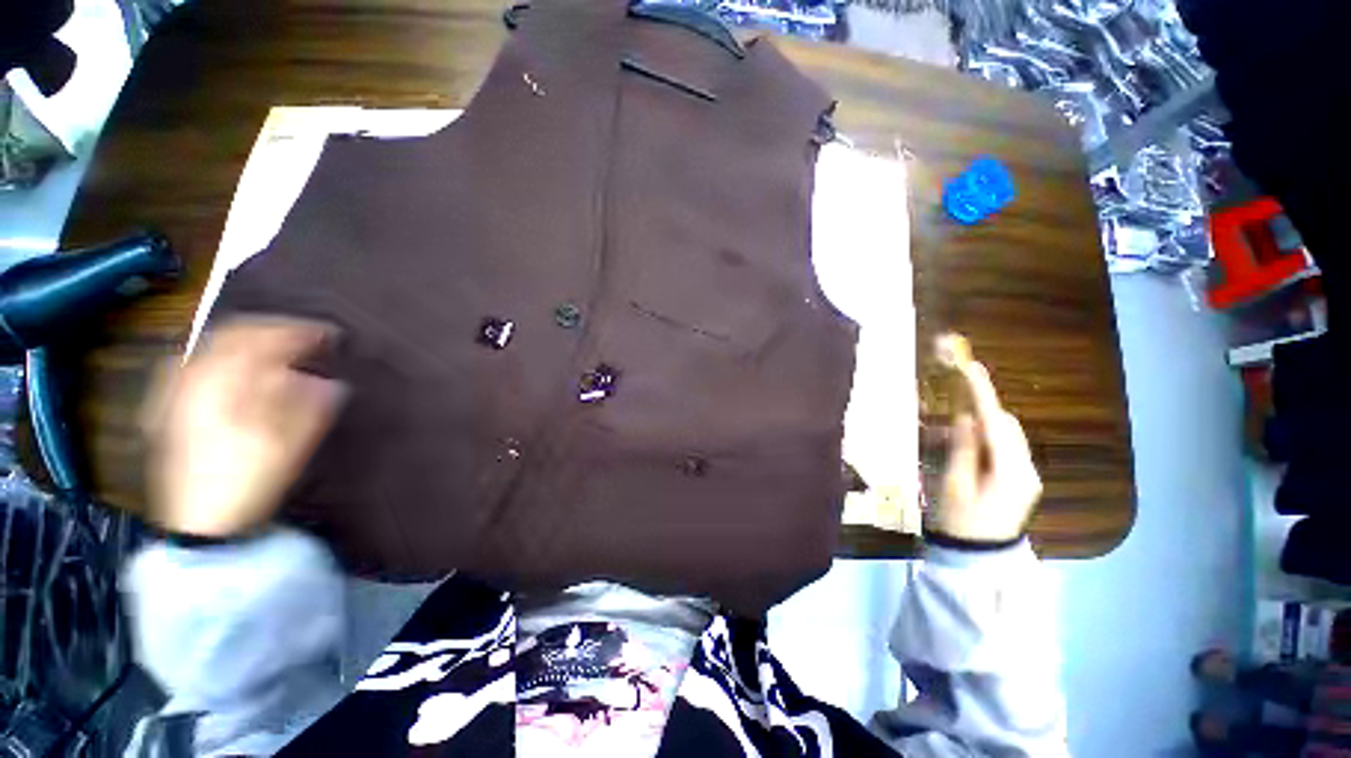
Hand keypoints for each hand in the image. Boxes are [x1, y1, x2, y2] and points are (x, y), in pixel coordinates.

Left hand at [142, 316, 347, 538]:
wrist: (200, 525)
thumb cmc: (245, 482)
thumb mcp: (286, 445)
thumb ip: (309, 407)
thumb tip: (332, 383)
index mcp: (221, 385)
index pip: (261, 338)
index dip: (300, 332)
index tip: (332, 336)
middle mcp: (193, 379)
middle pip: (232, 335)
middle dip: (274, 330)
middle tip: (307, 338)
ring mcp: (176, 392)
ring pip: (214, 347)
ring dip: (250, 341)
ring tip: (279, 349)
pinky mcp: (170, 407)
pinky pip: (198, 364)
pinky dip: (226, 358)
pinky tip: (239, 369)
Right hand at [929, 349, 1041, 543]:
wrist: (979, 558)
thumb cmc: (960, 521)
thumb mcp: (954, 484)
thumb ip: (963, 449)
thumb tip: (966, 418)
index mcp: (1011, 471)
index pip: (997, 424)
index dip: (983, 394)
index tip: (971, 367)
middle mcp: (1026, 469)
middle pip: (1008, 427)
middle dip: (983, 408)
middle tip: (955, 396)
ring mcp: (1026, 476)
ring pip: (1007, 436)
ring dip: (983, 423)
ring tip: (953, 421)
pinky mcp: (1019, 480)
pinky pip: (1004, 449)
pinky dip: (986, 438)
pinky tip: (965, 442)